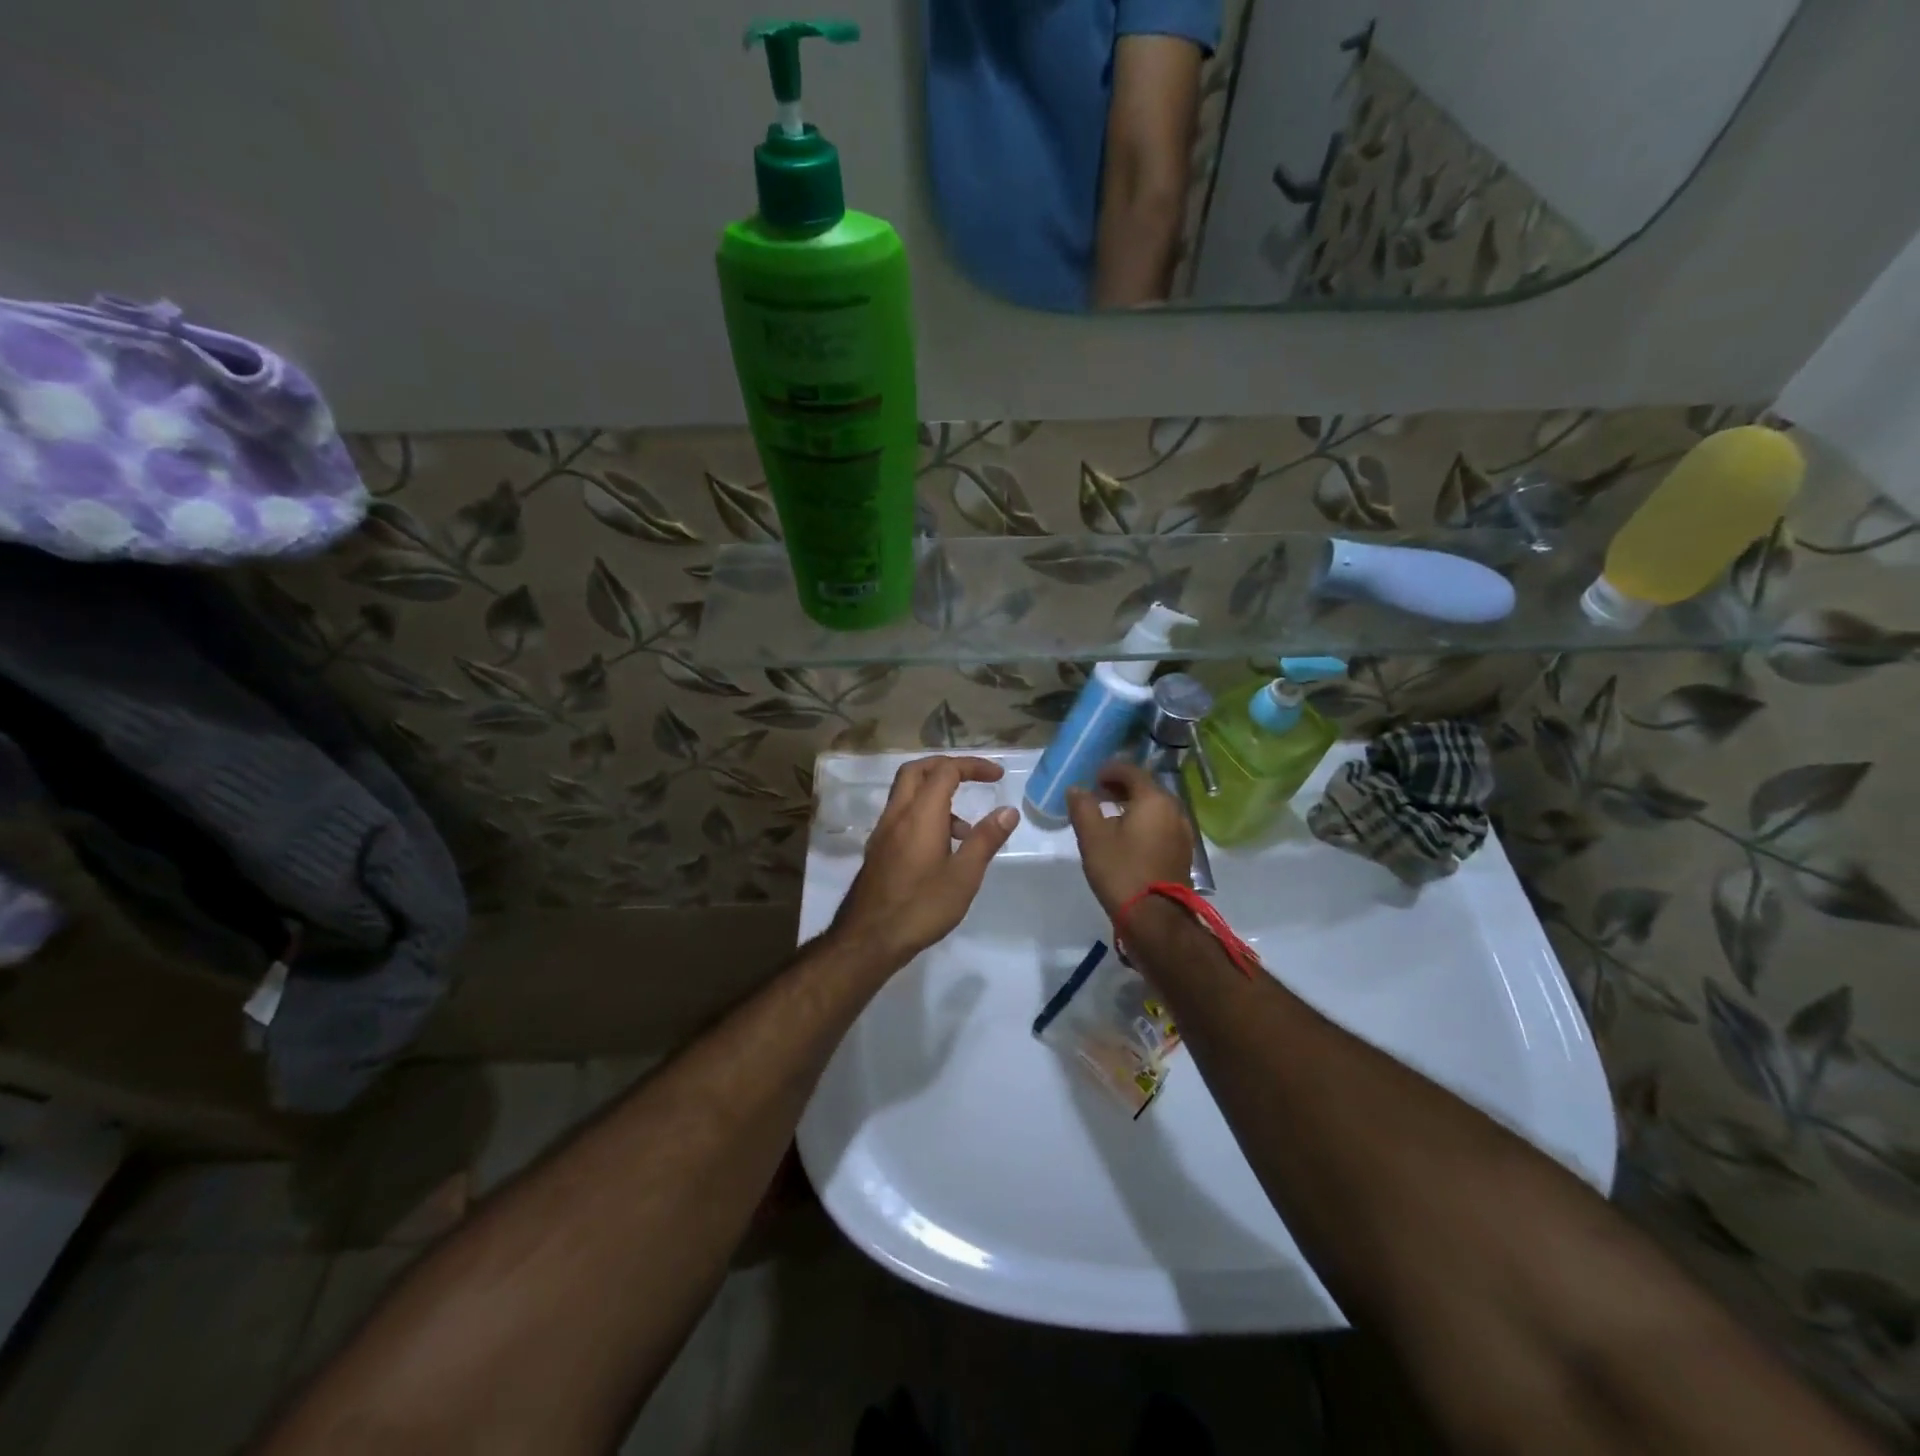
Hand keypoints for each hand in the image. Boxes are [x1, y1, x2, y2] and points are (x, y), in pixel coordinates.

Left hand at [829, 756, 1019, 970]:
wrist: (869, 939)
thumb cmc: (921, 906)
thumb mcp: (964, 875)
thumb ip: (986, 839)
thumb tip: (1008, 811)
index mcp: (920, 814)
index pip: (945, 771)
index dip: (972, 766)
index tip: (997, 776)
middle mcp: (897, 814)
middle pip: (917, 771)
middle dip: (947, 767)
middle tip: (974, 779)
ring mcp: (883, 832)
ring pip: (907, 794)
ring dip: (936, 795)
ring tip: (966, 830)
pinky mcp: (878, 849)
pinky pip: (902, 815)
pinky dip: (924, 814)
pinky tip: (942, 848)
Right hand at [1065, 761, 1194, 917]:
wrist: (1154, 917)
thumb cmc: (1121, 871)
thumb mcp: (1092, 837)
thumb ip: (1083, 807)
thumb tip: (1076, 789)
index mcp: (1154, 800)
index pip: (1131, 771)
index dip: (1109, 770)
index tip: (1092, 778)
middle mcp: (1174, 810)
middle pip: (1146, 788)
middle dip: (1121, 787)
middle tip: (1097, 795)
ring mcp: (1182, 832)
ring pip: (1154, 808)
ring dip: (1132, 805)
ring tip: (1108, 816)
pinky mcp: (1182, 852)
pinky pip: (1160, 825)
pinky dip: (1143, 822)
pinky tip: (1126, 837)